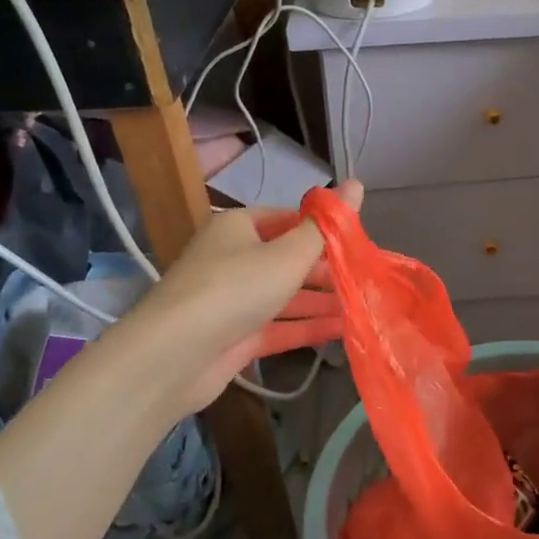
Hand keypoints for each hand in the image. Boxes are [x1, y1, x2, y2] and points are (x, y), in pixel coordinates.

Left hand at [126, 182, 363, 413]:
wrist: (174, 355)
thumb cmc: (235, 287)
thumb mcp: (288, 253)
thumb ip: (326, 227)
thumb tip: (357, 183)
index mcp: (238, 227)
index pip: (288, 219)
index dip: (321, 229)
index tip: (356, 242)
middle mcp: (232, 259)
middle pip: (287, 259)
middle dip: (325, 270)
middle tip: (364, 279)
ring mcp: (232, 300)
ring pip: (284, 296)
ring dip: (320, 301)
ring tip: (362, 306)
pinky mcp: (234, 337)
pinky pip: (277, 327)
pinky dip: (306, 327)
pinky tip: (341, 330)